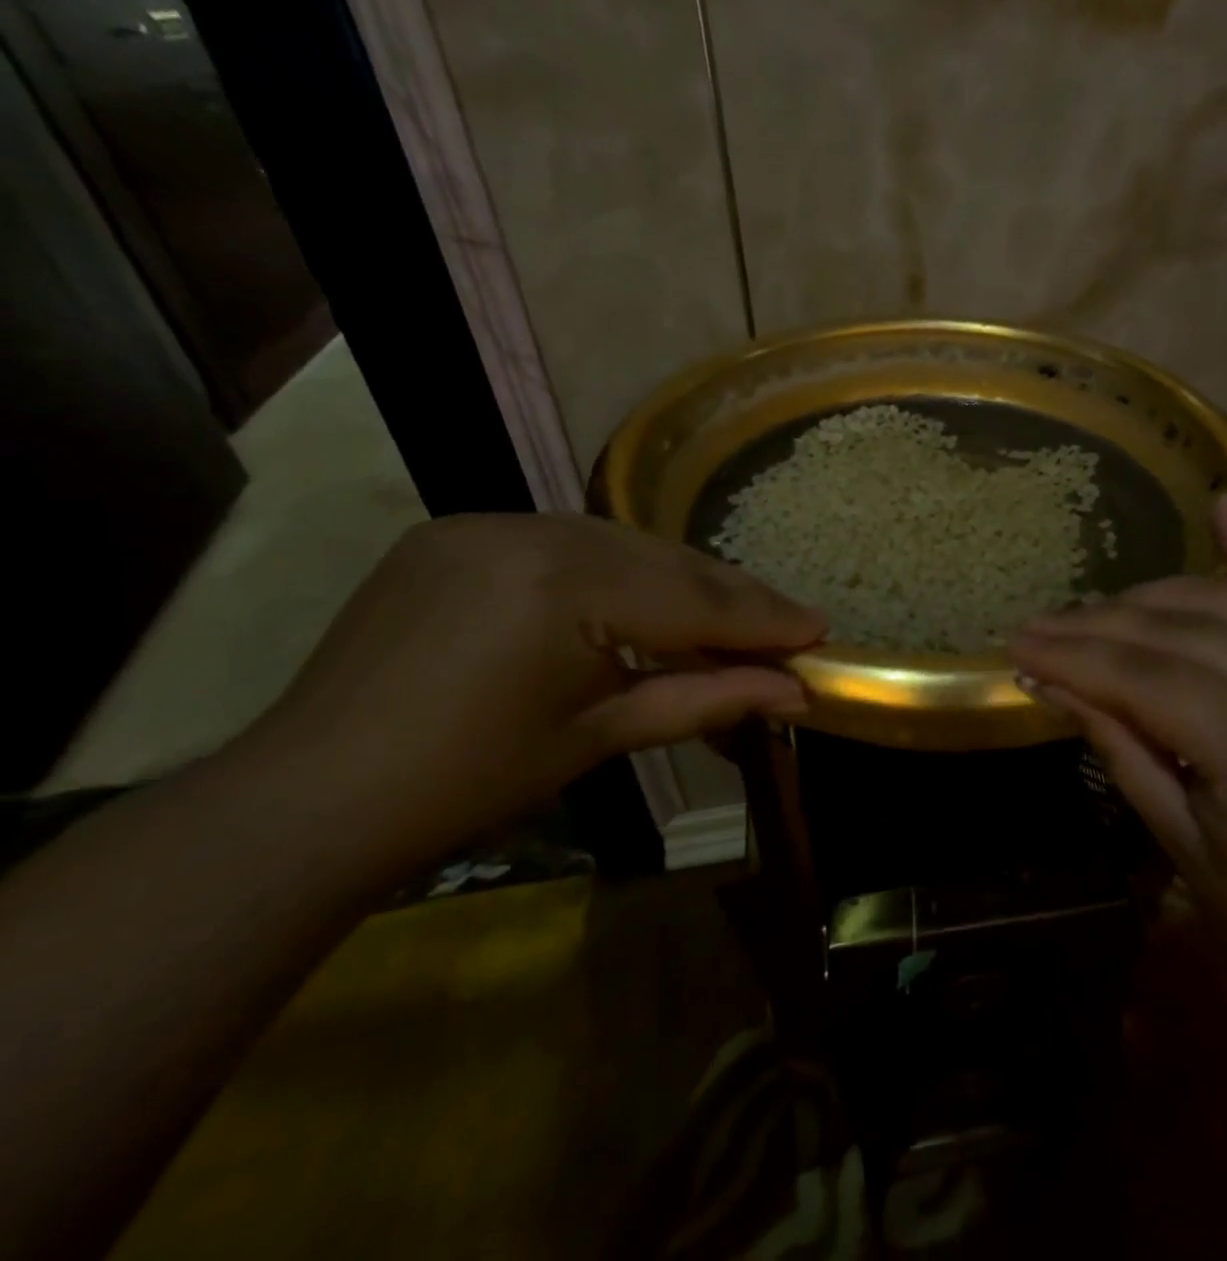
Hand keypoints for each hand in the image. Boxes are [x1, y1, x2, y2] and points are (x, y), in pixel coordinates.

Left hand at [234, 514, 823, 872]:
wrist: (312, 799)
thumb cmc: (470, 781)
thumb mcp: (602, 736)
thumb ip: (708, 700)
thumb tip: (796, 694)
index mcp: (564, 584)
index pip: (691, 598)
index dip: (762, 618)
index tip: (820, 629)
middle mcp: (531, 530)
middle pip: (664, 561)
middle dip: (731, 597)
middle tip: (791, 622)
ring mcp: (489, 522)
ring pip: (621, 545)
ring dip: (680, 581)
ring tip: (732, 616)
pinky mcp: (460, 532)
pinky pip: (568, 544)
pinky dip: (620, 572)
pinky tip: (647, 602)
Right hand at [1011, 498, 1226, 975]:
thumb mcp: (1179, 839)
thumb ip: (1118, 747)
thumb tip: (1049, 686)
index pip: (1143, 677)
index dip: (1072, 657)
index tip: (1014, 645)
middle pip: (1172, 631)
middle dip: (1093, 625)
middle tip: (1033, 626)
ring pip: (1213, 601)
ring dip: (1142, 598)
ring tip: (1087, 611)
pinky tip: (1218, 504)